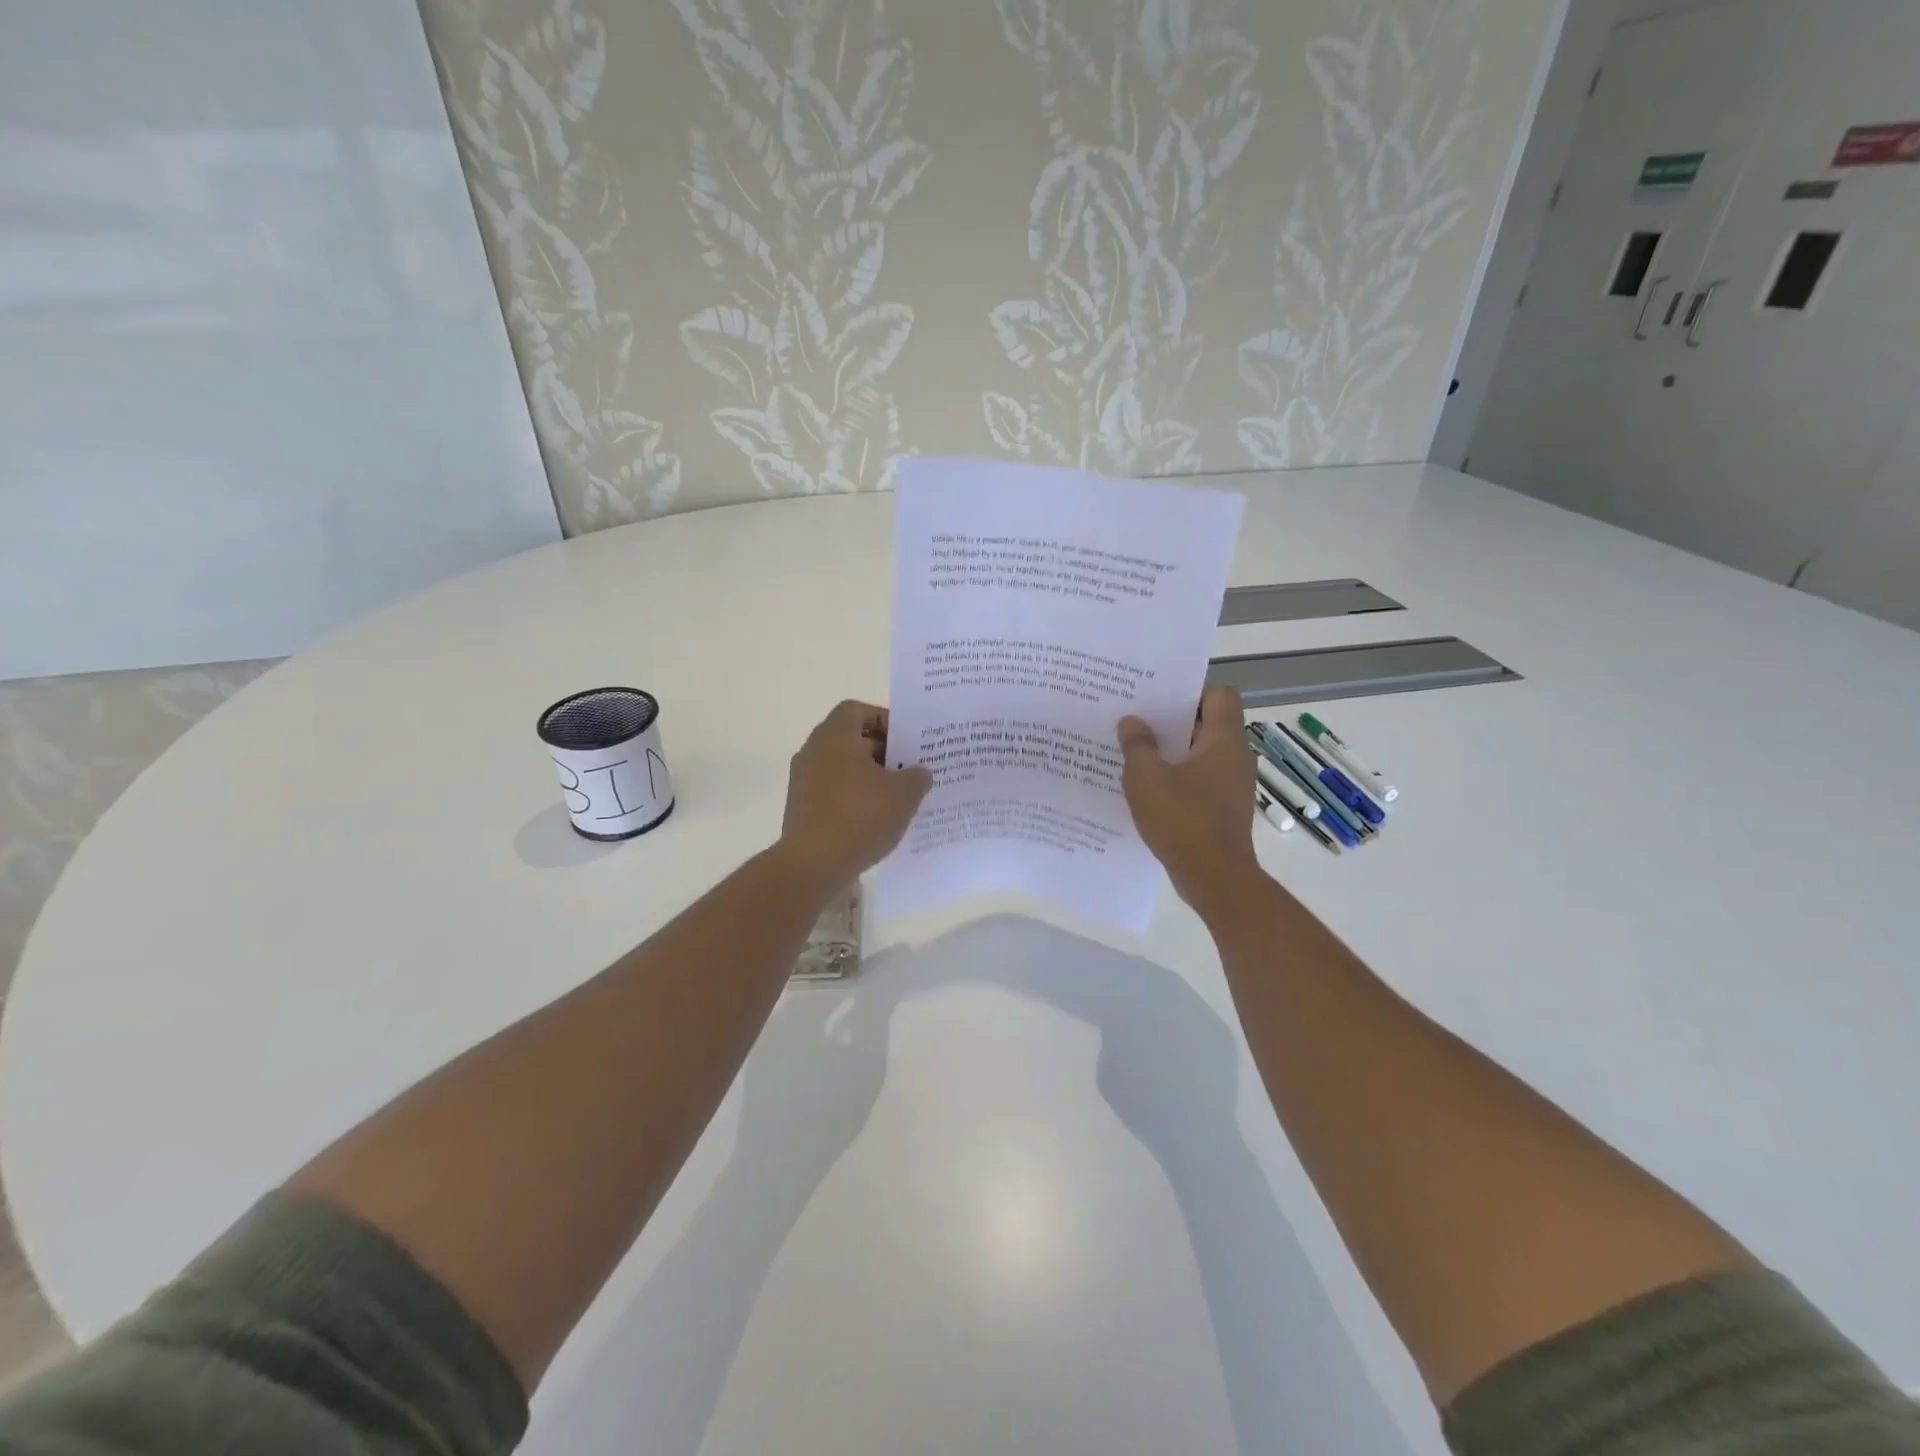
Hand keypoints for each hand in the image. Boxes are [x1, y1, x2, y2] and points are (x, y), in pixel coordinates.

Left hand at [781, 700, 931, 890]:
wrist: (813, 864)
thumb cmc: (860, 816)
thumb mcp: (904, 794)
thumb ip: (917, 777)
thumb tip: (920, 773)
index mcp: (834, 736)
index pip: (857, 710)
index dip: (884, 720)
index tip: (906, 741)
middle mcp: (813, 752)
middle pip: (850, 740)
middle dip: (882, 752)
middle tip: (909, 770)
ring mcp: (803, 782)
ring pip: (842, 769)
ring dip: (869, 778)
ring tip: (897, 798)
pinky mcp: (801, 809)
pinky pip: (833, 793)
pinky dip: (854, 799)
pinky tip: (876, 820)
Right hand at [1118, 685, 1260, 913]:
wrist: (1214, 878)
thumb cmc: (1182, 819)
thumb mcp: (1146, 778)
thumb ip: (1137, 745)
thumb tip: (1132, 721)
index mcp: (1223, 740)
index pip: (1219, 694)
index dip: (1190, 691)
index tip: (1158, 699)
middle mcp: (1235, 756)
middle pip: (1207, 723)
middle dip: (1172, 721)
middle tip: (1136, 721)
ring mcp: (1232, 784)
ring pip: (1201, 754)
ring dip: (1172, 752)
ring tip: (1135, 753)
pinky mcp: (1224, 808)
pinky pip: (1200, 780)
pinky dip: (1177, 778)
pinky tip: (1148, 788)